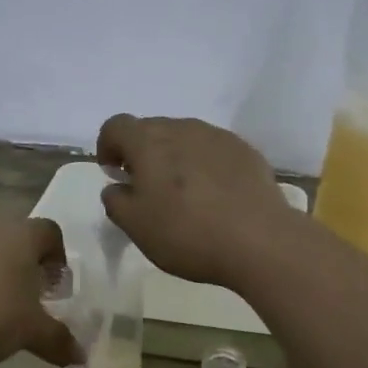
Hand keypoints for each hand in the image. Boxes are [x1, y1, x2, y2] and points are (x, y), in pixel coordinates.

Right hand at [95, 114, 295, 287]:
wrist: (259, 241)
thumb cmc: (186, 233)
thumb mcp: (136, 226)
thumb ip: (116, 201)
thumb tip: (117, 187)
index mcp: (148, 142)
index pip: (116, 126)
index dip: (107, 146)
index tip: (113, 172)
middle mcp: (183, 128)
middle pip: (151, 129)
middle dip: (142, 152)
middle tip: (146, 187)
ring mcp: (218, 136)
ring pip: (185, 138)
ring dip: (175, 157)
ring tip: (183, 193)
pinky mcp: (246, 151)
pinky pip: (214, 150)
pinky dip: (205, 165)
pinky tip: (214, 196)